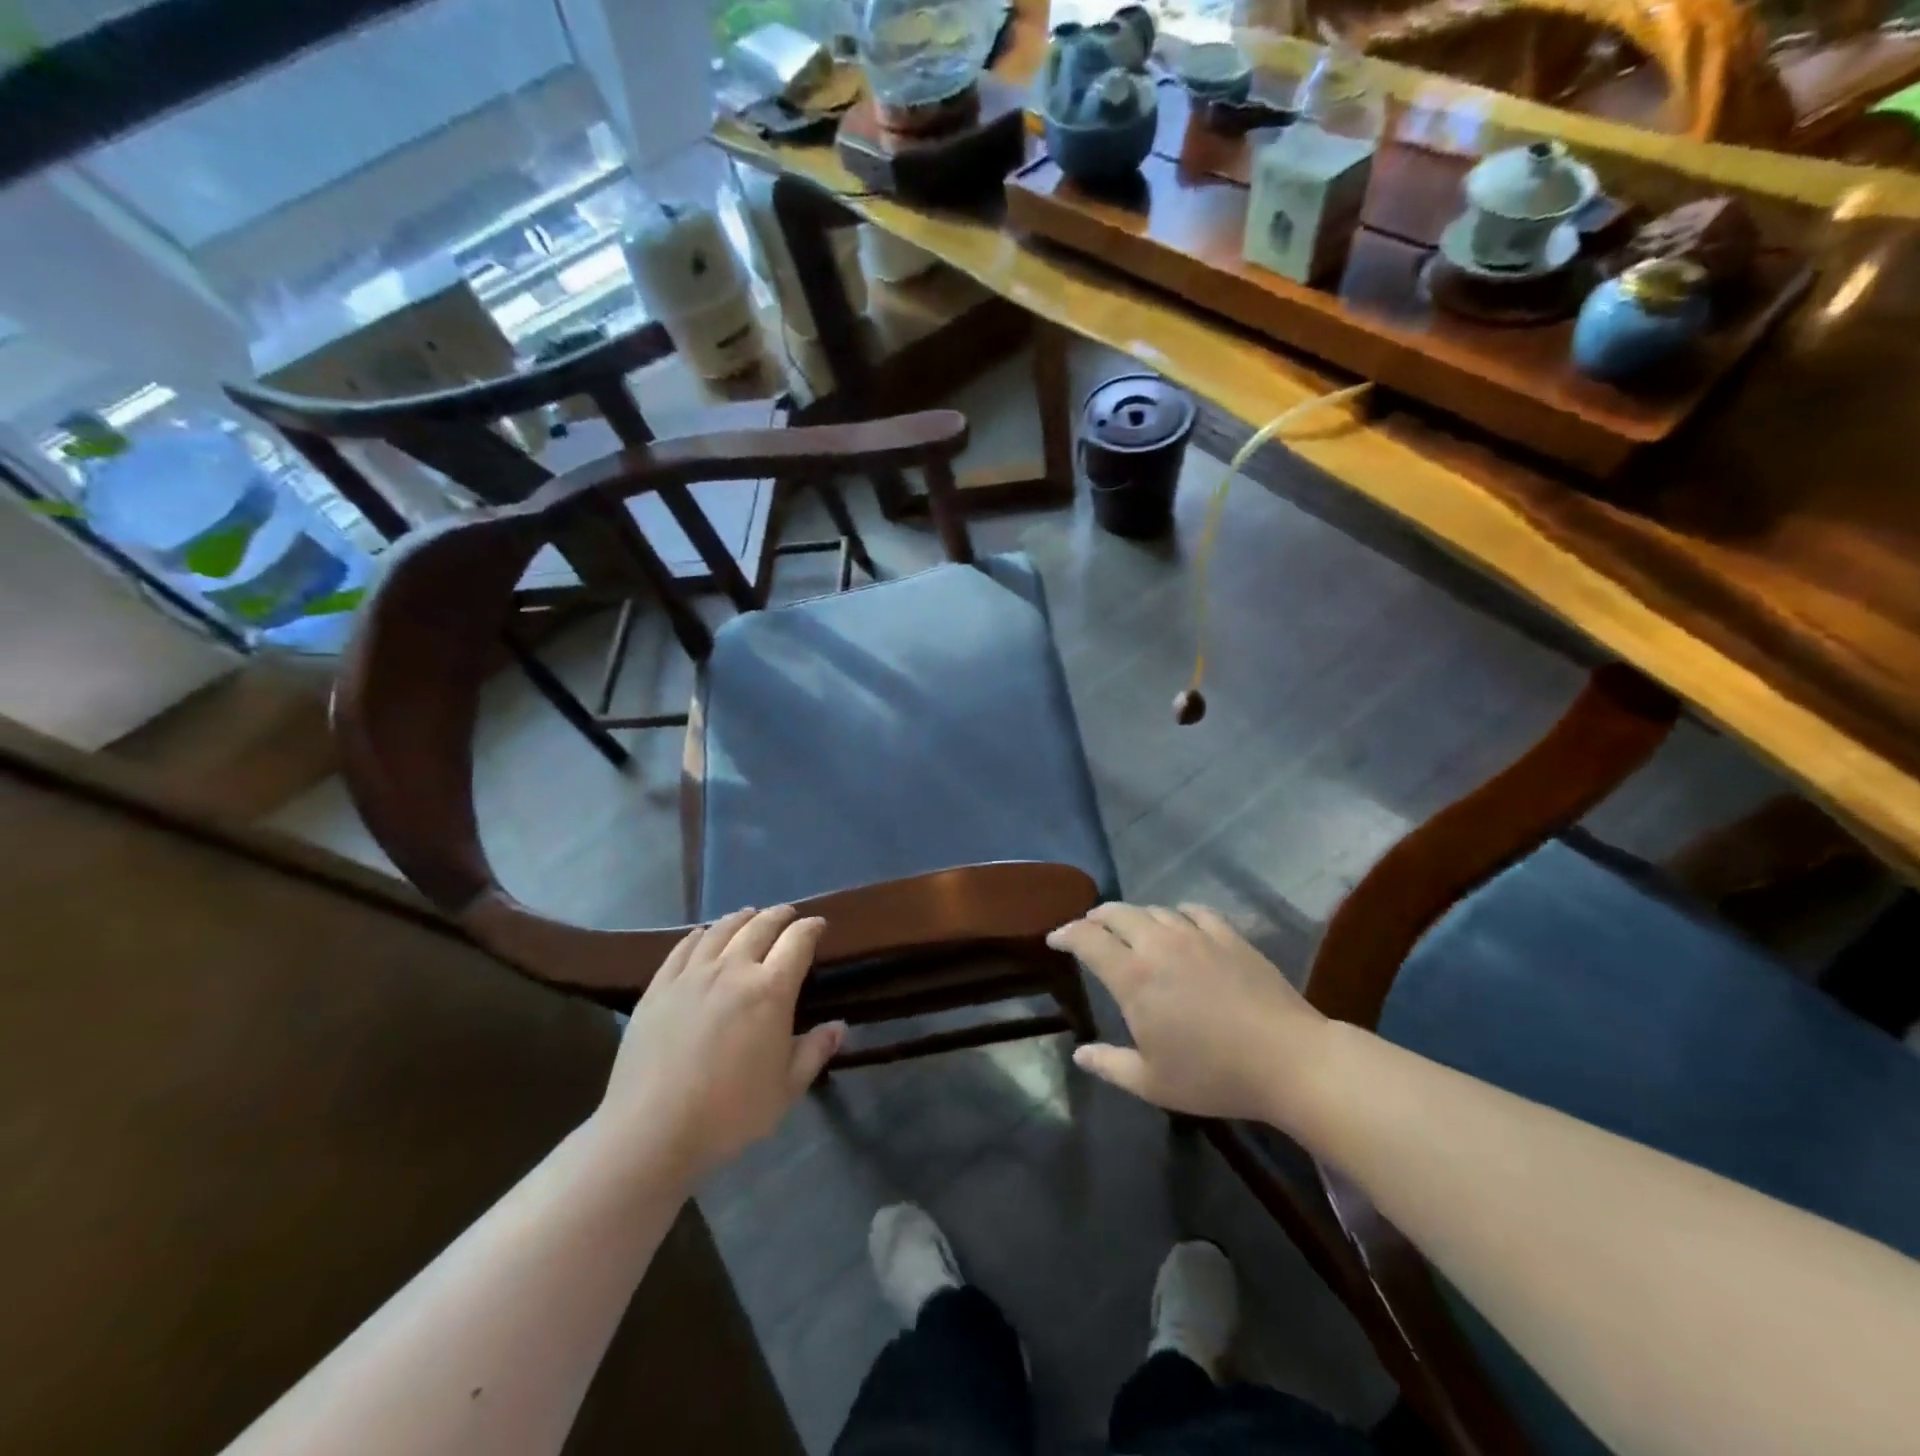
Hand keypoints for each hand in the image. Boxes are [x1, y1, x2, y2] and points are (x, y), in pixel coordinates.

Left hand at [592, 906, 843, 1184]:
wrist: (652, 1129)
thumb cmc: (729, 1113)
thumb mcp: (785, 1089)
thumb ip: (814, 1052)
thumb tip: (839, 1026)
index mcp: (770, 990)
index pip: (797, 942)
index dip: (811, 928)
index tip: (818, 925)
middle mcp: (733, 970)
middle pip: (760, 927)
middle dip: (779, 916)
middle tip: (788, 914)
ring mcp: (692, 975)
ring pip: (721, 930)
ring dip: (741, 918)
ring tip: (749, 915)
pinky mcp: (659, 987)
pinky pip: (683, 947)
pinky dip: (700, 934)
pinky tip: (703, 934)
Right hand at [1047, 902, 1326, 1126]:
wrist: (1287, 1059)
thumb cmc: (1213, 1075)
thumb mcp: (1152, 1082)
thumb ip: (1110, 1065)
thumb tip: (1080, 1054)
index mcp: (1133, 976)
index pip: (1088, 939)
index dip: (1066, 934)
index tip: (1055, 940)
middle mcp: (1159, 944)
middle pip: (1117, 913)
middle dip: (1096, 917)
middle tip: (1088, 929)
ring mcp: (1196, 935)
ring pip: (1154, 910)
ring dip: (1134, 916)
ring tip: (1131, 929)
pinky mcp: (1229, 935)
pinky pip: (1194, 911)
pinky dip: (1177, 914)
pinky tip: (1179, 923)